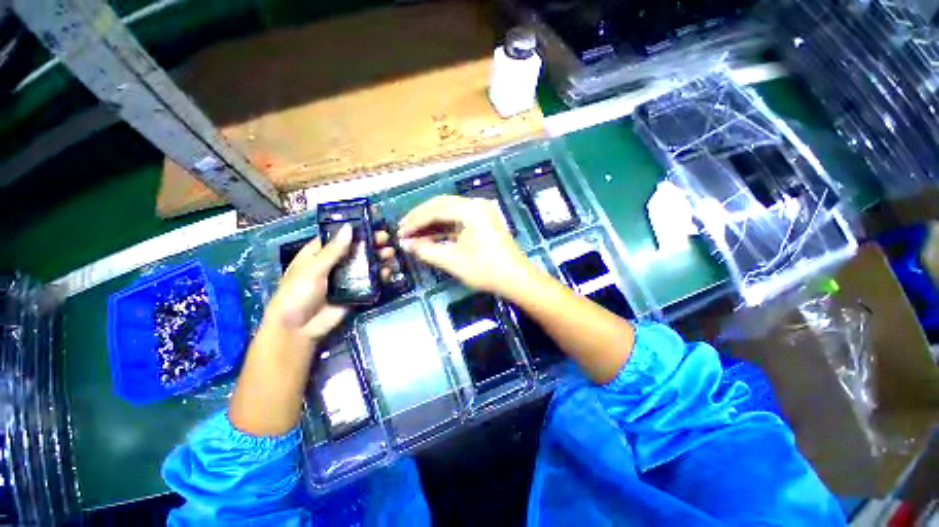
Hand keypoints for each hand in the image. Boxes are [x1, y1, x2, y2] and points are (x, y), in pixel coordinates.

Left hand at [264, 226, 400, 341]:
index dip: (355, 229)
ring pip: (365, 264)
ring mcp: (346, 278)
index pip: (339, 236)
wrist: (299, 329)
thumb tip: (350, 227)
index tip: (373, 223)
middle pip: (356, 249)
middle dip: (371, 243)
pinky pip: (370, 281)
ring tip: (390, 254)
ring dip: (378, 257)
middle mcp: (334, 263)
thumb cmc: (298, 293)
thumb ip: (334, 250)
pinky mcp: (356, 291)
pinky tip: (388, 271)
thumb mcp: (313, 269)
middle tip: (386, 238)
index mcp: (319, 254)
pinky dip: (380, 275)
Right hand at [398, 195, 531, 295]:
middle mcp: (476, 204)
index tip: (400, 233)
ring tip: (414, 234)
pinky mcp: (483, 221)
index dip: (415, 221)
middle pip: (441, 205)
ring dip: (431, 222)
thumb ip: (427, 250)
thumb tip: (405, 244)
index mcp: (471, 210)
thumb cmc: (486, 270)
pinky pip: (458, 219)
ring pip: (449, 211)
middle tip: (404, 230)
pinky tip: (431, 236)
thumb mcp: (453, 261)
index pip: (435, 210)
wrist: (516, 279)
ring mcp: (482, 211)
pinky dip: (444, 227)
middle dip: (421, 218)